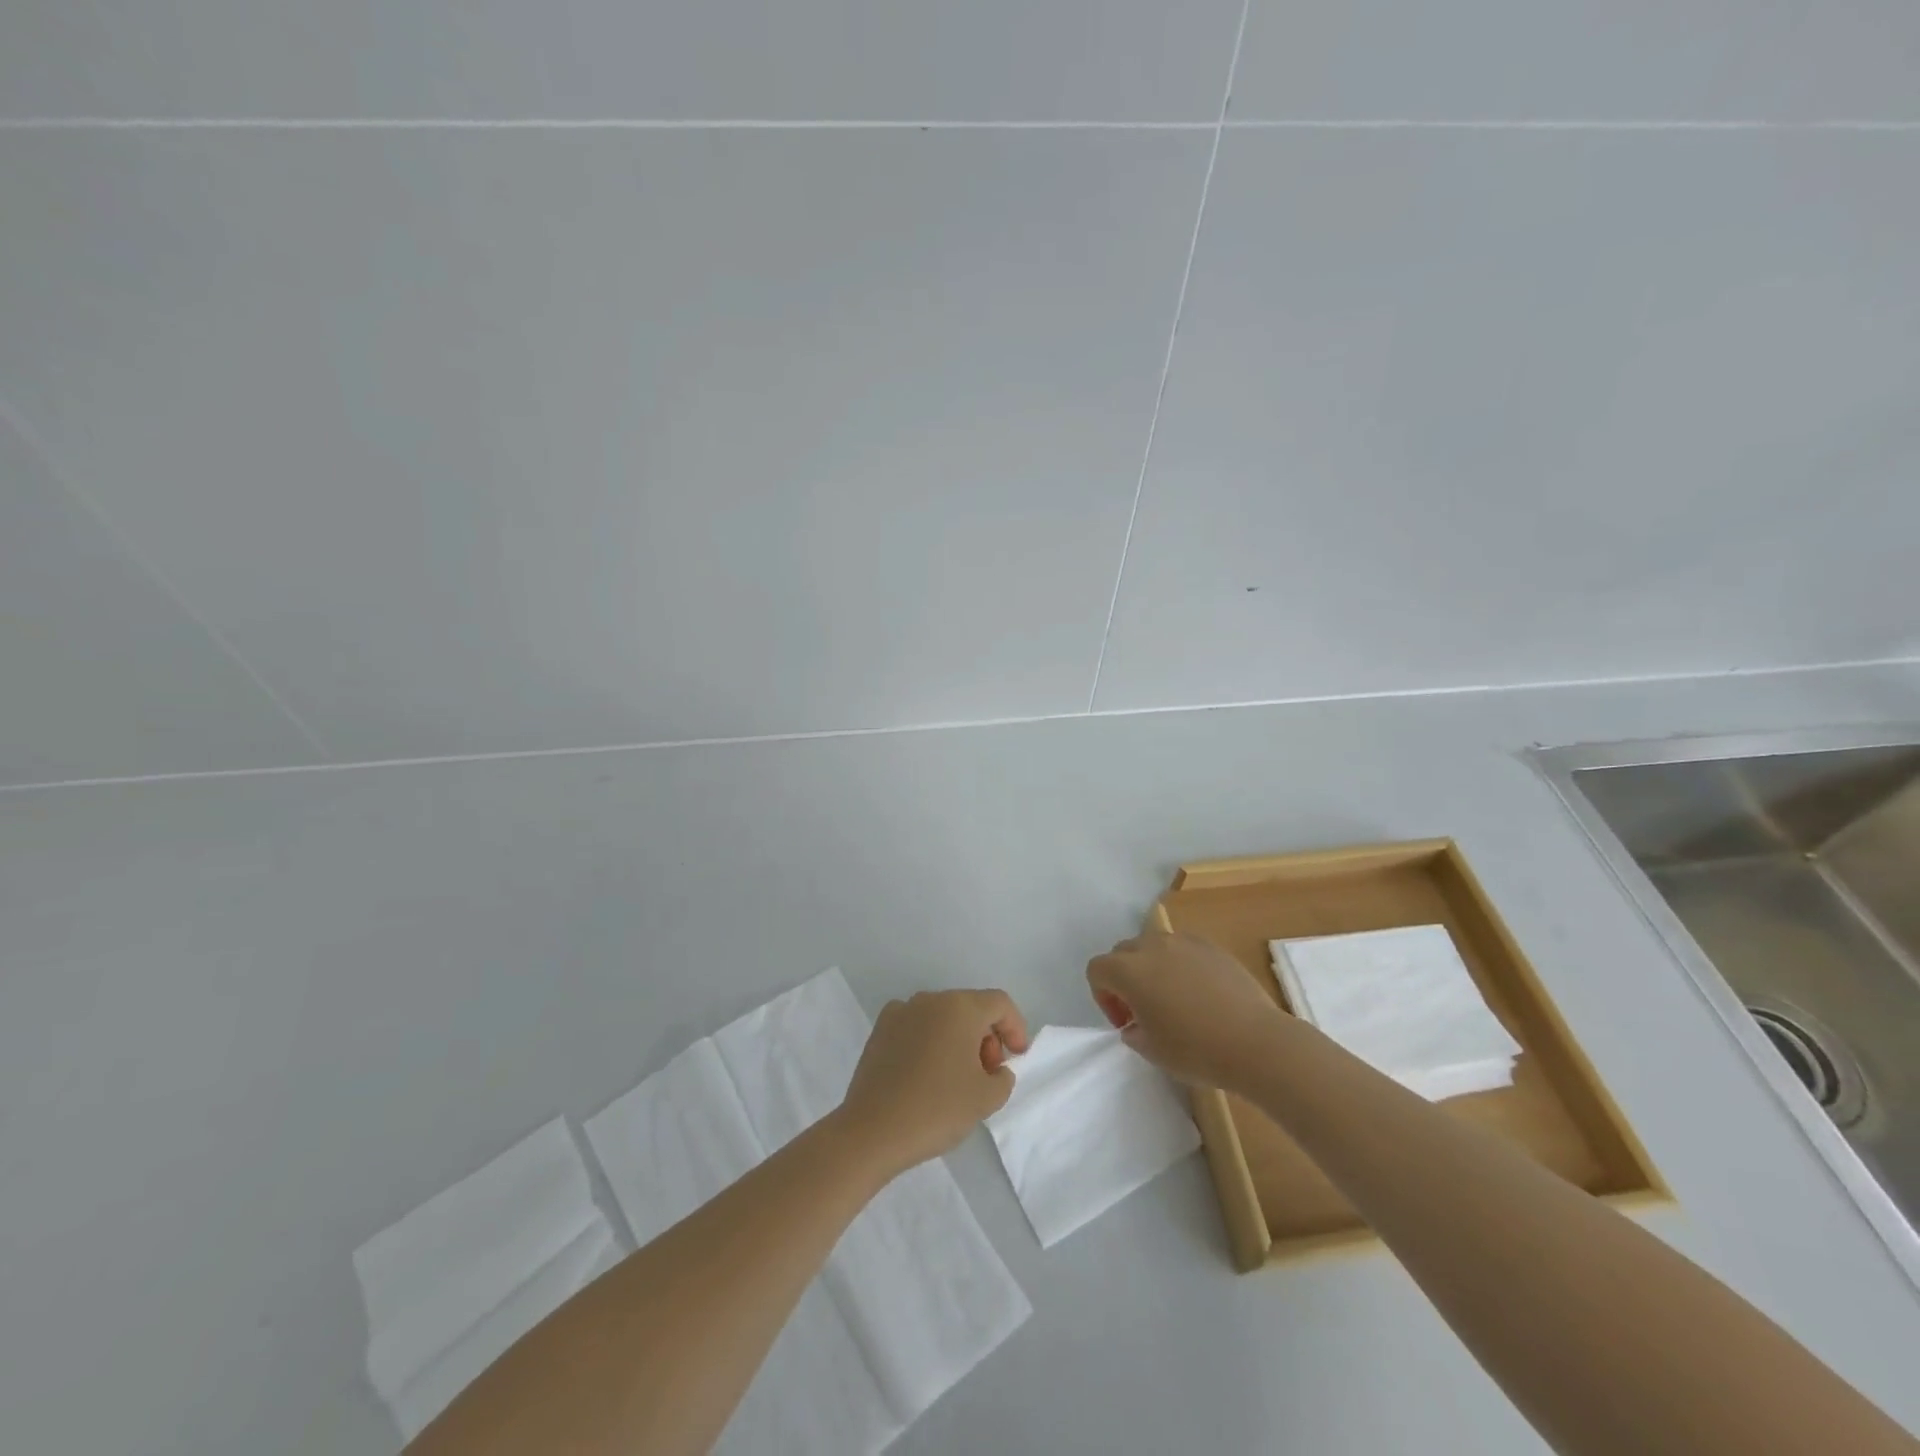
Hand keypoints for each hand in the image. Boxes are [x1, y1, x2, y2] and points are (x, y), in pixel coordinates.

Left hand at [836, 989, 1029, 1176]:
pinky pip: (917, 1027)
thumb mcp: (986, 1098)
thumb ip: (1003, 1078)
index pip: (999, 1003)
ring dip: (958, 1039)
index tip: (1017, 1058)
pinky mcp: (880, 1030)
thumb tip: (995, 1069)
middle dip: (986, 1037)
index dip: (1015, 1027)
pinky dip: (930, 1042)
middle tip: (987, 1074)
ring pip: (942, 1017)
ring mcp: (900, 1011)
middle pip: (970, 1008)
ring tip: (957, 1078)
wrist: (872, 1130)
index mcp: (959, 1007)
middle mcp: (930, 999)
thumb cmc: (936, 1109)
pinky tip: (926, 1075)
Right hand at [1086, 931, 1285, 1087]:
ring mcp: (1184, 942)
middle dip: (1124, 978)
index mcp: (1129, 970)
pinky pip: (1183, 949)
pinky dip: (1181, 965)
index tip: (1125, 1022)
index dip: (1103, 997)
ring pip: (1154, 946)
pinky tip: (1200, 994)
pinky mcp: (1212, 946)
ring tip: (1173, 999)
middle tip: (1143, 1011)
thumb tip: (1136, 1024)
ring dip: (1152, 968)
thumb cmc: (1196, 1050)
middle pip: (1122, 952)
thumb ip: (1133, 1032)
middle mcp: (1152, 946)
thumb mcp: (1152, 1051)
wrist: (1256, 1042)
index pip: (1097, 969)